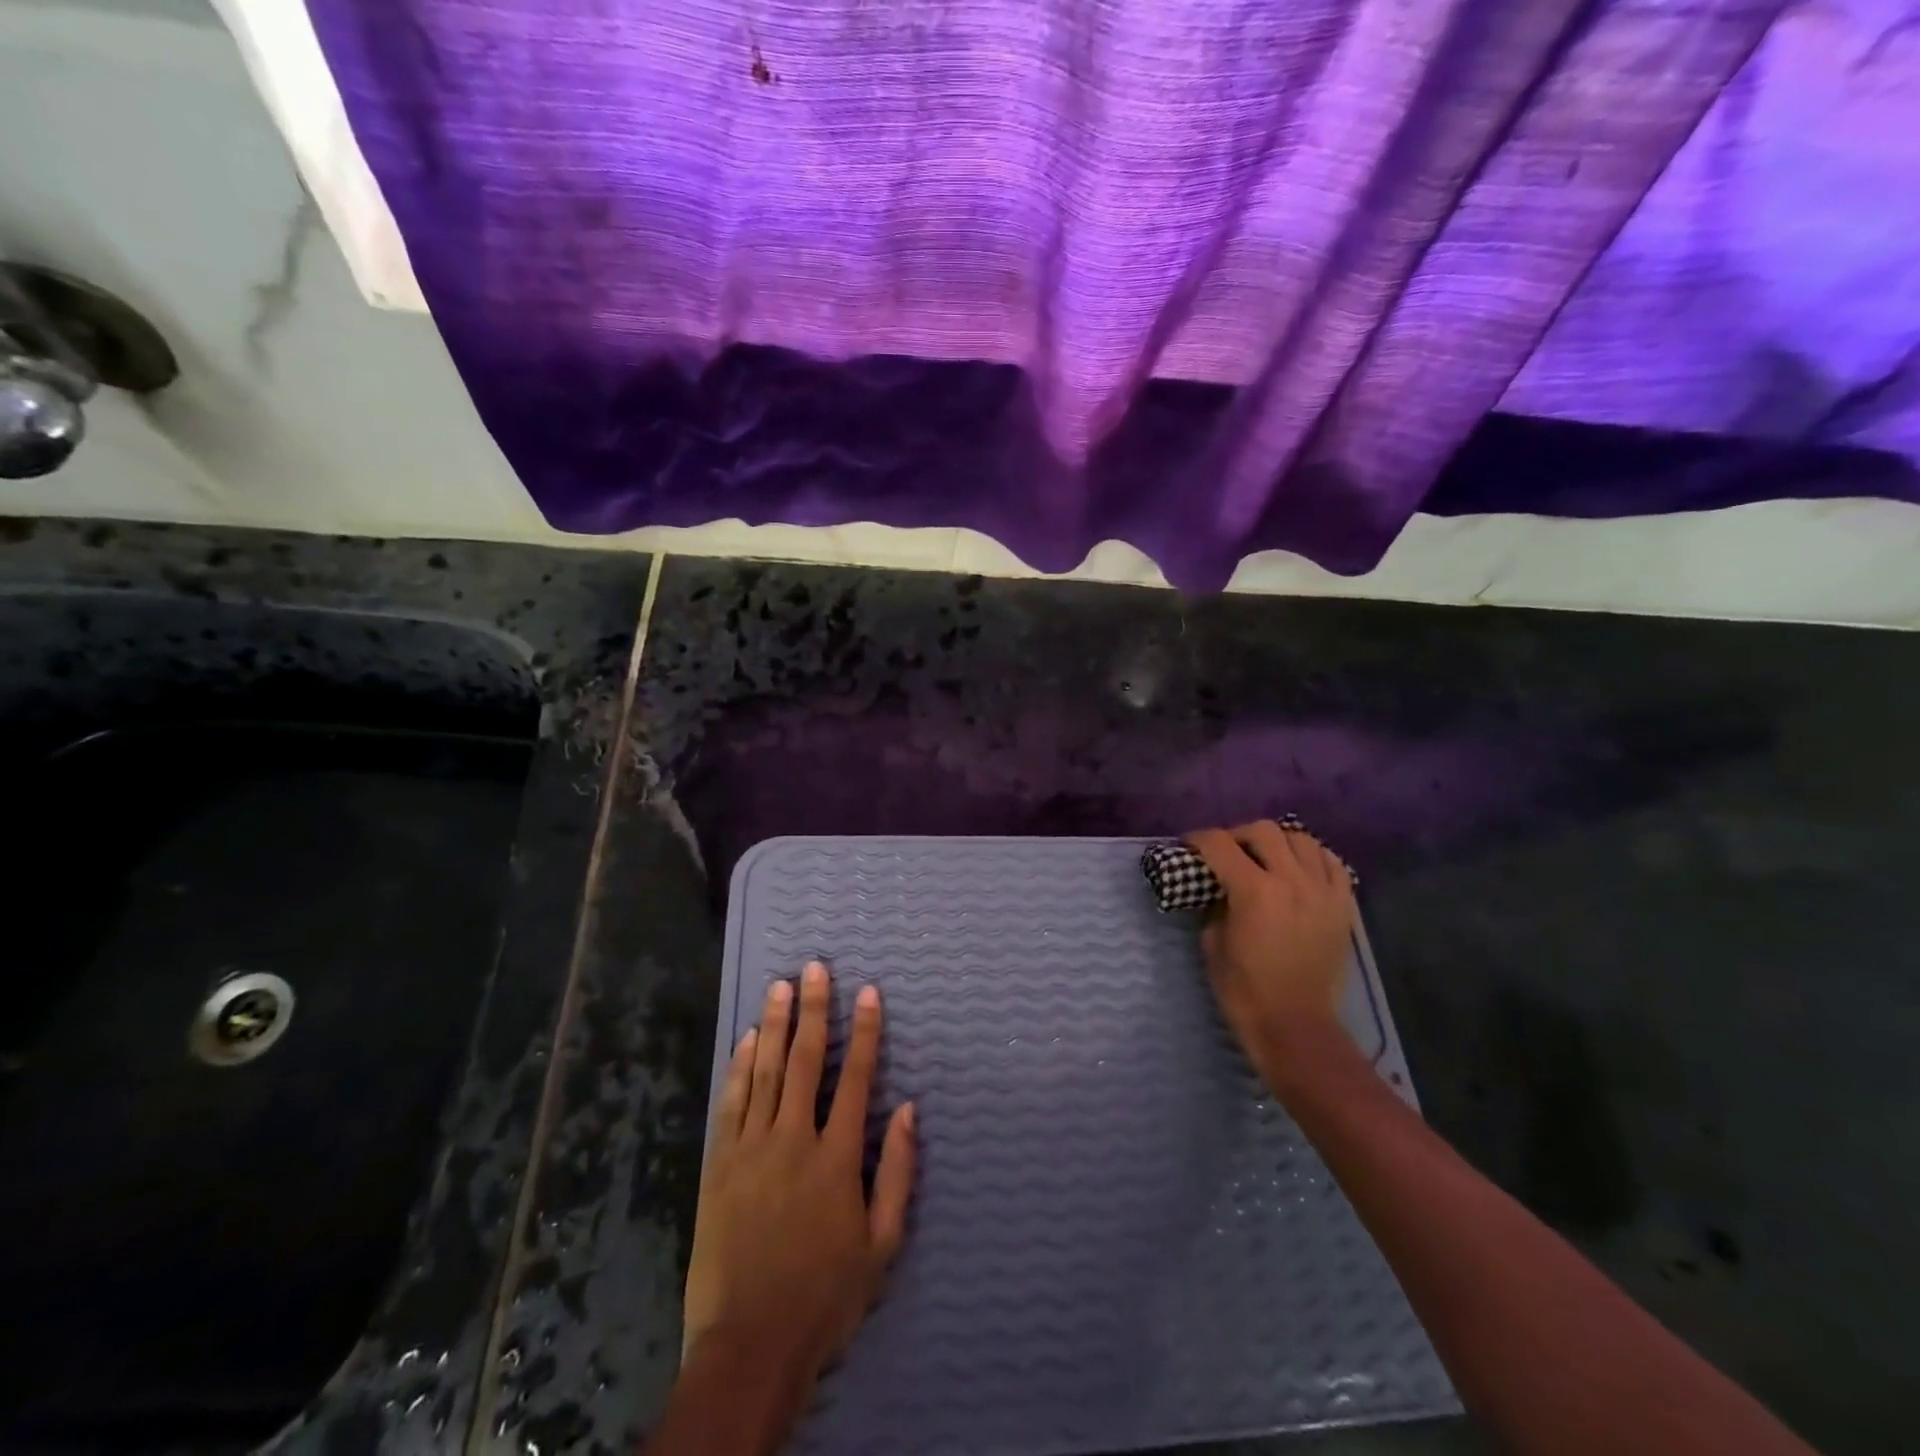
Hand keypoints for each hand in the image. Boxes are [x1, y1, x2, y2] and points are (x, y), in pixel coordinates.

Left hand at [683, 960, 916, 1385]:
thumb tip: (907, 1108)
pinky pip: (732, 1102)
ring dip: (775, 1025)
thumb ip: (897, 1172)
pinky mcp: (721, 1164)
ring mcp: (752, 1149)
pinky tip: (748, 1039)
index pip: (855, 1079)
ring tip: (781, 986)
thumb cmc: (824, 1295)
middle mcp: (794, 1140)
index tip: (868, 993)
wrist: (749, 1344)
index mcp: (836, 1158)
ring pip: (765, 1072)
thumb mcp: (881, 1244)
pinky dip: (741, 1066)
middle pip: (805, 1061)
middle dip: (814, 1010)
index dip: (864, 1032)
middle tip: (815, 968)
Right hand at [1185, 821, 1356, 1087]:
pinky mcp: (1343, 905)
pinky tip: (1299, 869)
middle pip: (1263, 831)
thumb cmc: (1244, 990)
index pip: (1219, 844)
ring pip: (1301, 839)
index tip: (1189, 845)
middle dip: (1238, 835)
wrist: (1296, 1026)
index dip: (1198, 839)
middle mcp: (1292, 881)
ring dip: (1277, 842)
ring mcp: (1323, 891)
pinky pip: (1331, 863)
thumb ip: (1216, 905)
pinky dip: (1312, 857)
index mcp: (1254, 891)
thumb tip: (1219, 888)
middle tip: (1227, 852)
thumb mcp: (1213, 944)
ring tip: (1266, 858)